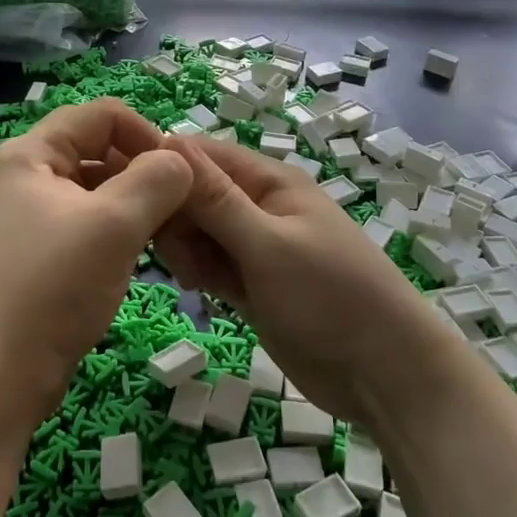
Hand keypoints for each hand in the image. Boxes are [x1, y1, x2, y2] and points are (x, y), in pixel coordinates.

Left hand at [0, 100, 192, 430]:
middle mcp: (28, 176)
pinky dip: (119, 231)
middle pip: (100, 150)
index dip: (146, 133)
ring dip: (136, 205)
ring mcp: (31, 217)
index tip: (180, 173)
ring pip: (98, 190)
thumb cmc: (53, 287)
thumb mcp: (115, 224)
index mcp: (33, 153)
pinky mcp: (40, 254)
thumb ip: (157, 179)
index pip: (103, 114)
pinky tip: (141, 256)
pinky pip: (89, 224)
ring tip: (166, 235)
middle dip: (144, 172)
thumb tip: (180, 161)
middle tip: (180, 208)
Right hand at [154, 136, 451, 428]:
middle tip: (179, 257)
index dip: (165, 168)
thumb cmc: (329, 297)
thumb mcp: (267, 244)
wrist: (383, 374)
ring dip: (186, 251)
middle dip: (176, 219)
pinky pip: (210, 265)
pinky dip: (199, 273)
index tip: (133, 197)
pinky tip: (198, 291)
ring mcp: (255, 248)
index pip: (202, 155)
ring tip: (196, 280)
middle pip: (195, 195)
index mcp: (269, 182)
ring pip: (198, 233)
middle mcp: (259, 207)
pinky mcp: (251, 285)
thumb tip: (168, 142)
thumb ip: (215, 199)